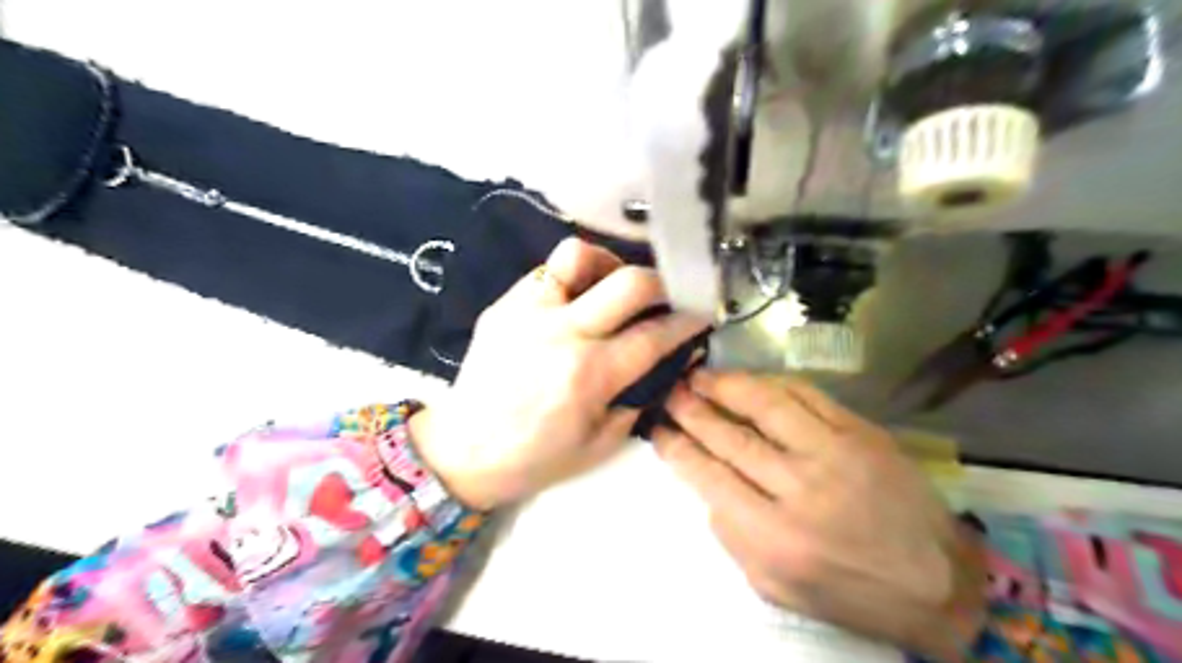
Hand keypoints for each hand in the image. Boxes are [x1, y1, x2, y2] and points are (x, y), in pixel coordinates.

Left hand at [411, 238, 704, 512]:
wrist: (463, 451)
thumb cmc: (536, 457)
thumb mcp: (601, 443)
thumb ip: (638, 397)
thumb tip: (664, 362)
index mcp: (590, 375)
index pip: (655, 333)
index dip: (687, 319)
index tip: (701, 312)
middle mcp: (563, 333)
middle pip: (629, 282)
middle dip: (662, 282)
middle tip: (667, 294)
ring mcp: (528, 312)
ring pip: (578, 255)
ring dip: (608, 264)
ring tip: (612, 286)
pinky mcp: (503, 305)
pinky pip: (547, 272)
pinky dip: (571, 278)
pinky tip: (575, 300)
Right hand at [656, 370, 989, 660]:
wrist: (936, 582)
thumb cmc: (846, 589)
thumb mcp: (773, 585)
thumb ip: (731, 535)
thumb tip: (707, 483)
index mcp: (774, 536)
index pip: (709, 477)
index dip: (677, 447)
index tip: (657, 427)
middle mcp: (800, 489)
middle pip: (731, 437)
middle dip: (692, 410)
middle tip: (669, 391)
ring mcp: (834, 453)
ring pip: (766, 406)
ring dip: (726, 386)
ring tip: (699, 374)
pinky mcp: (862, 432)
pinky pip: (808, 395)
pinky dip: (773, 383)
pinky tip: (751, 379)